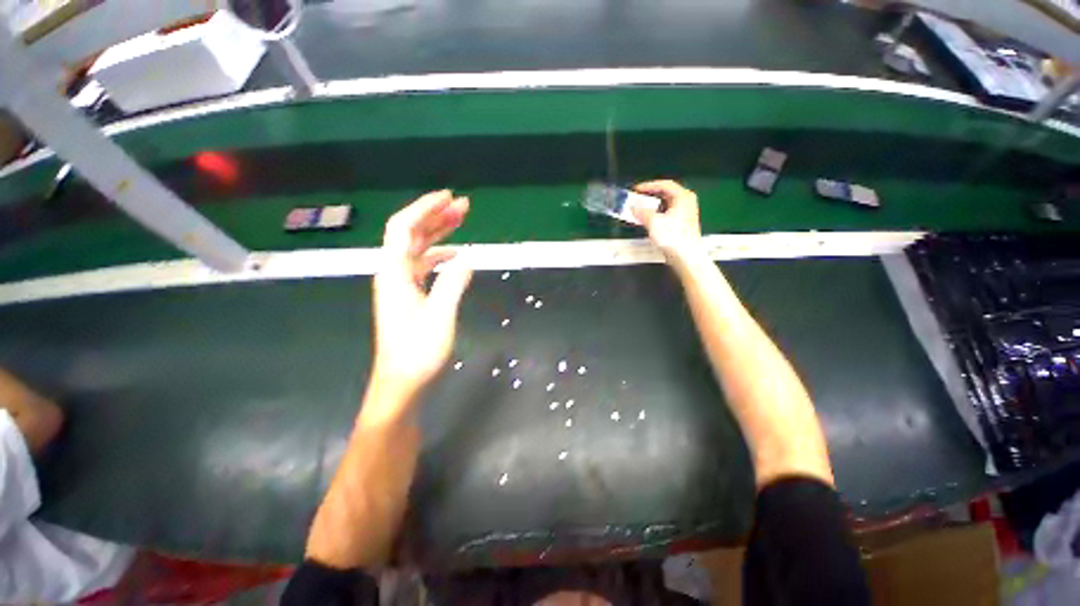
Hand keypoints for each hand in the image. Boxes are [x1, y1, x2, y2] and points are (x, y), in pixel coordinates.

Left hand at [372, 190, 472, 399]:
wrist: (401, 383)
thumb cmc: (418, 352)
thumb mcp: (440, 316)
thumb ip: (453, 283)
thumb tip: (468, 257)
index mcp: (395, 273)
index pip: (404, 228)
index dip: (425, 208)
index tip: (448, 197)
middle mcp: (393, 274)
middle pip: (411, 234)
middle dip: (436, 216)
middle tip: (464, 206)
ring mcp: (400, 285)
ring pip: (418, 249)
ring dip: (439, 234)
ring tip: (462, 223)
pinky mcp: (409, 296)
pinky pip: (423, 266)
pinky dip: (439, 256)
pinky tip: (454, 256)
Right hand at [631, 180, 701, 260]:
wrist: (686, 256)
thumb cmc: (673, 237)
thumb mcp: (653, 222)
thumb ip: (641, 212)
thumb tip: (633, 208)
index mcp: (683, 197)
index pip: (664, 184)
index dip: (648, 185)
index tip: (636, 189)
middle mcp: (686, 202)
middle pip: (665, 193)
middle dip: (649, 196)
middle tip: (636, 198)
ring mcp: (685, 213)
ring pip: (665, 204)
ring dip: (651, 206)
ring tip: (639, 209)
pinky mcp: (681, 224)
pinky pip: (666, 213)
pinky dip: (655, 214)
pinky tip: (647, 219)